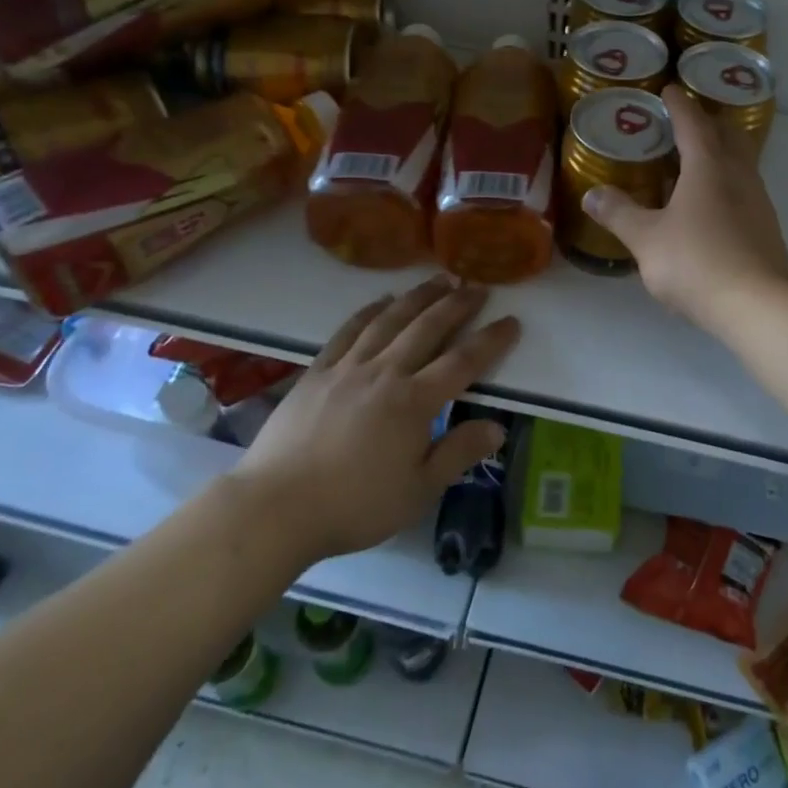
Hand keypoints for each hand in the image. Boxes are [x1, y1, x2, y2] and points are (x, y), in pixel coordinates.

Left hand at [229, 277, 519, 561]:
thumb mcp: (418, 491)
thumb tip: (498, 427)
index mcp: (414, 402)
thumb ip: (458, 454)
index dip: (491, 340)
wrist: (276, 507)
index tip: (511, 321)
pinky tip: (382, 301)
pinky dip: (369, 311)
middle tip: (477, 287)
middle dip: (457, 304)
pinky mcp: (318, 371)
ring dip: (418, 297)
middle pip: (427, 328)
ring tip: (439, 280)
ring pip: (390, 320)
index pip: (463, 362)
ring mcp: (348, 367)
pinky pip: (348, 331)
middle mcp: (385, 372)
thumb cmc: (354, 505)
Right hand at [581, 84, 787, 333]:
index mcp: (708, 166)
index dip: (678, 104)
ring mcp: (757, 199)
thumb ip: (619, 214)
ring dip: (717, 153)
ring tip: (689, 163)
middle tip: (680, 124)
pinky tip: (706, 205)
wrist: (759, 305)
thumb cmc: (698, 262)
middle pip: (726, 134)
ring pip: (738, 161)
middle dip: (705, 123)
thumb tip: (592, 194)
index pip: (693, 122)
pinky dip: (724, 182)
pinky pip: (742, 187)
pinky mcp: (765, 225)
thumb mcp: (646, 239)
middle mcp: (738, 174)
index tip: (668, 90)